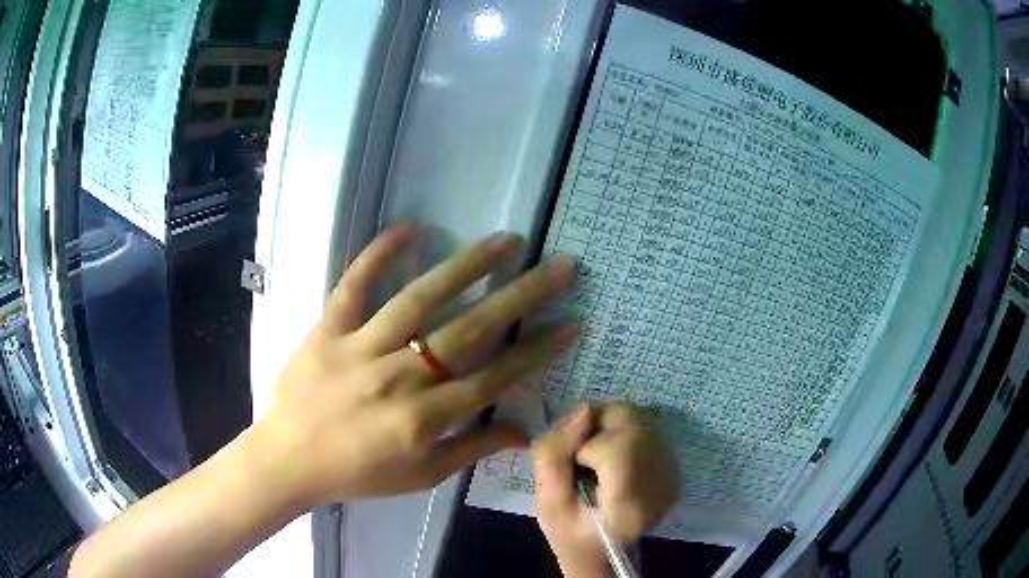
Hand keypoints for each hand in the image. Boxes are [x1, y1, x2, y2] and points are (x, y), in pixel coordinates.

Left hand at [250, 224, 576, 509]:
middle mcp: (400, 376)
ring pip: (420, 299)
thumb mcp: (420, 477)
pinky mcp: (328, 329)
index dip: (538, 350)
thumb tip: (522, 432)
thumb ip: (471, 451)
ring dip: (466, 267)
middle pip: (470, 330)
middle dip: (521, 296)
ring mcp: (361, 347)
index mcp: (425, 418)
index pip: (495, 376)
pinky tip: (410, 227)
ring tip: (505, 240)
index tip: (571, 322)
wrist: (287, 460)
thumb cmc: (356, 475)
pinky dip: (378, 254)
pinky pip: (353, 286)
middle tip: (559, 266)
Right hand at [533, 404, 679, 577]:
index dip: (588, 446)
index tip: (577, 466)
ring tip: (595, 455)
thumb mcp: (546, 502)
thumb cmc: (570, 530)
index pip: (620, 448)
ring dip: (610, 426)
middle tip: (580, 454)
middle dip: (598, 427)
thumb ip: (554, 455)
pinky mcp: (675, 466)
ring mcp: (674, 474)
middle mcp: (663, 484)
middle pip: (633, 424)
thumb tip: (585, 409)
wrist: (601, 549)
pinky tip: (613, 457)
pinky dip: (623, 431)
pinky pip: (647, 427)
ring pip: (640, 418)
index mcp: (631, 505)